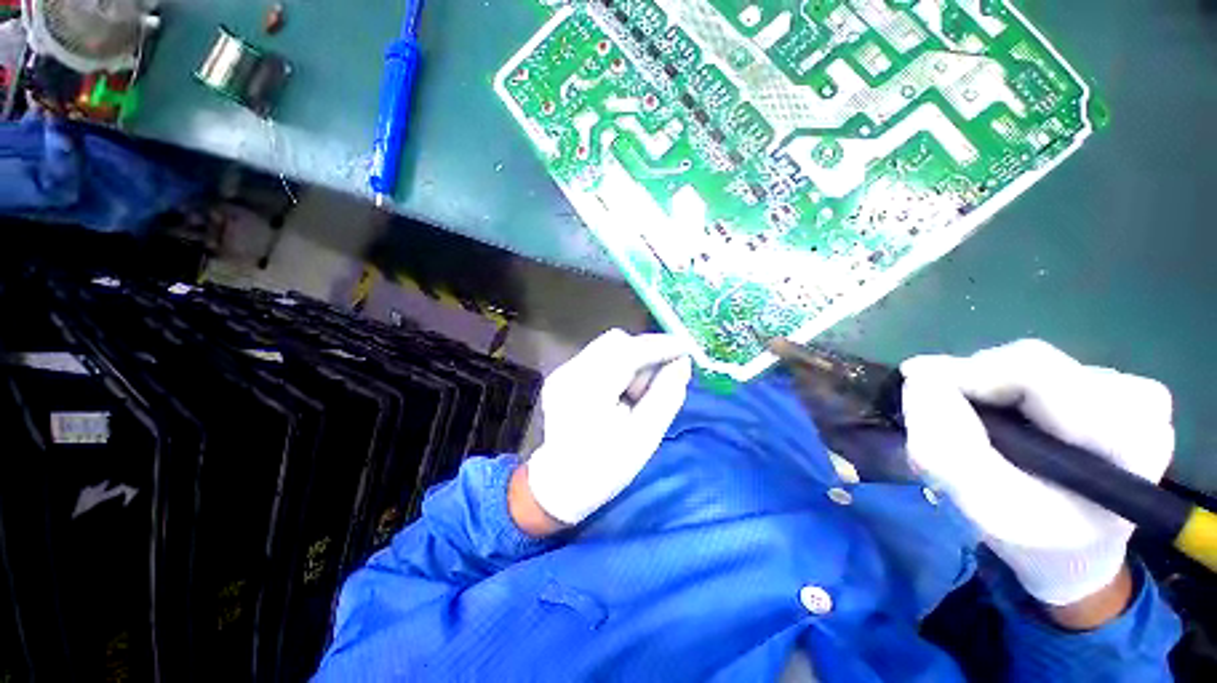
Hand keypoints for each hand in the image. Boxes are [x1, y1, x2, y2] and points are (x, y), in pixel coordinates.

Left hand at [521, 329, 692, 527]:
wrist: (559, 486)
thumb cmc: (605, 468)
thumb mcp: (645, 437)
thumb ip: (667, 395)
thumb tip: (682, 362)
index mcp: (588, 390)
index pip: (628, 351)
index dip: (660, 346)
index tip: (686, 349)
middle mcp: (570, 372)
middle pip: (616, 342)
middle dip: (644, 354)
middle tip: (659, 381)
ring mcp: (563, 371)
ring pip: (608, 347)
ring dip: (631, 362)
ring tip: (635, 395)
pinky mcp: (563, 374)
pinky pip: (598, 357)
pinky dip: (618, 367)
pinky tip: (619, 394)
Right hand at [900, 340, 1173, 609]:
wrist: (1075, 552)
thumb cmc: (1036, 542)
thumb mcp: (987, 508)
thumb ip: (949, 448)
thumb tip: (917, 378)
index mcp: (1127, 439)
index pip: (1036, 373)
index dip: (966, 372)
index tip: (913, 382)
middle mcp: (1140, 402)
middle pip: (1029, 362)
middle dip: (972, 386)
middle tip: (936, 416)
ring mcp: (1130, 389)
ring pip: (1027, 365)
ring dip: (985, 390)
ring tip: (972, 428)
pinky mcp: (1113, 385)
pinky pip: (1034, 372)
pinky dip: (1002, 391)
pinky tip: (1003, 423)